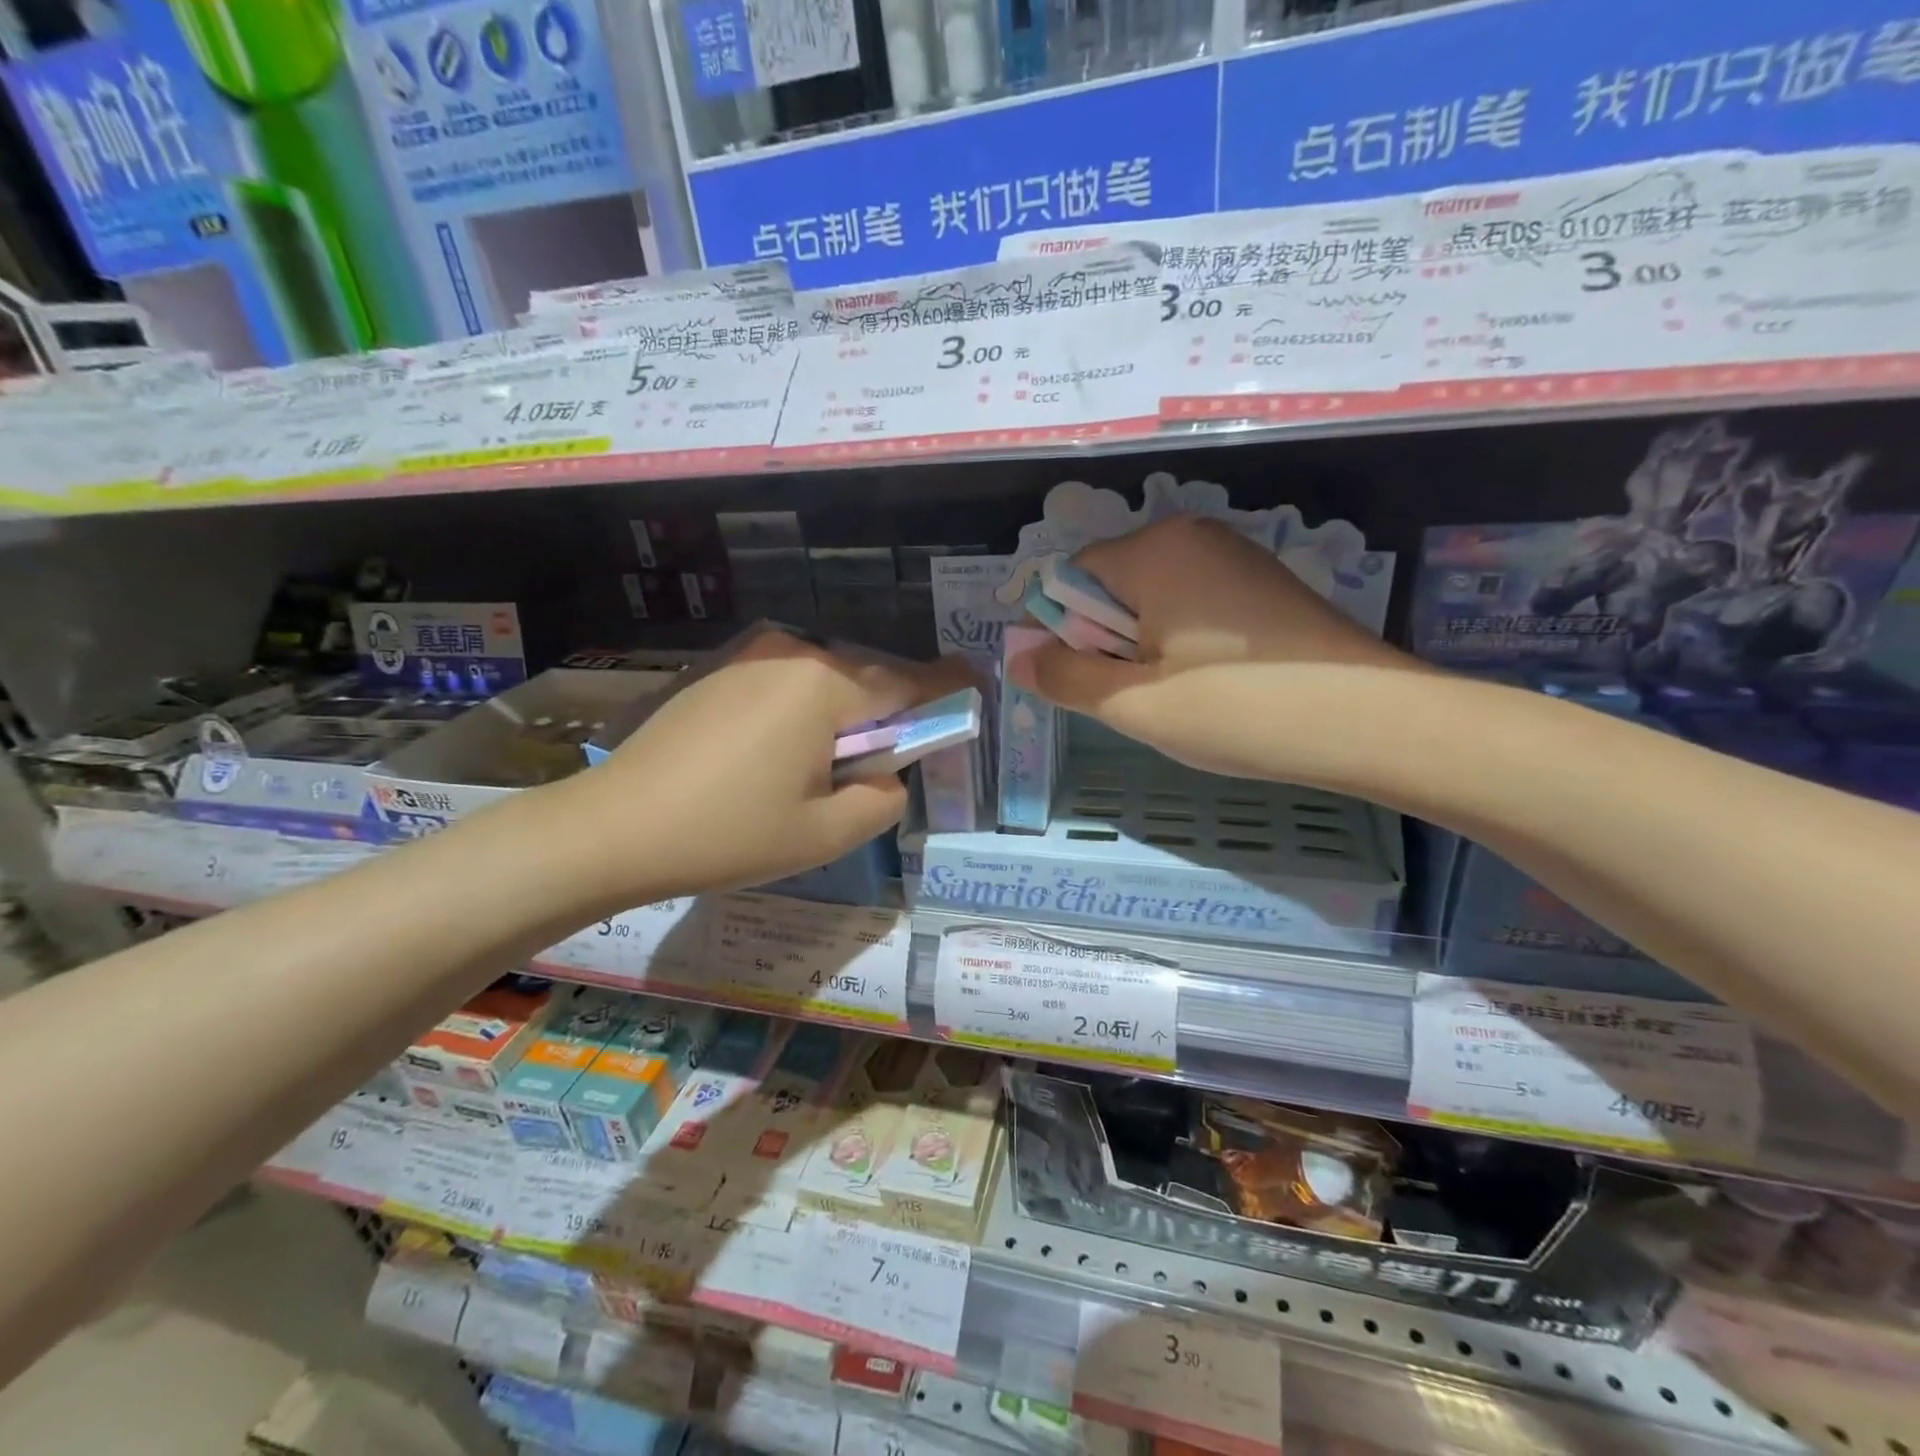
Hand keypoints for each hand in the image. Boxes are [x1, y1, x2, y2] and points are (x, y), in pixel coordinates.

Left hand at [564, 628, 973, 906]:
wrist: (613, 827)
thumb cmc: (729, 833)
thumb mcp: (825, 834)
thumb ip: (882, 799)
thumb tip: (888, 775)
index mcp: (827, 685)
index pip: (909, 684)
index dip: (947, 690)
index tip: (975, 687)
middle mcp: (792, 654)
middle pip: (865, 682)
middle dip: (883, 720)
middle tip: (872, 774)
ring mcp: (750, 658)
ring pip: (824, 685)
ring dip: (839, 721)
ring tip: (812, 777)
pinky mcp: (719, 674)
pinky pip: (785, 688)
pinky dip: (801, 717)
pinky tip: (771, 762)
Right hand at [1011, 516, 1423, 777]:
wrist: (1370, 722)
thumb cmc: (1236, 708)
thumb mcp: (1134, 703)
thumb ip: (1064, 676)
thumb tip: (1015, 656)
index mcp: (1154, 550)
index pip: (1070, 578)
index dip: (1064, 633)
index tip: (1090, 683)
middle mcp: (1194, 536)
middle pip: (1112, 586)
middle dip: (1108, 641)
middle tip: (1140, 697)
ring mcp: (1236, 557)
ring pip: (1153, 600)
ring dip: (1145, 648)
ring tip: (1181, 696)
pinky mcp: (1265, 584)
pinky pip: (1195, 605)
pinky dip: (1184, 642)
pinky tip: (1215, 684)